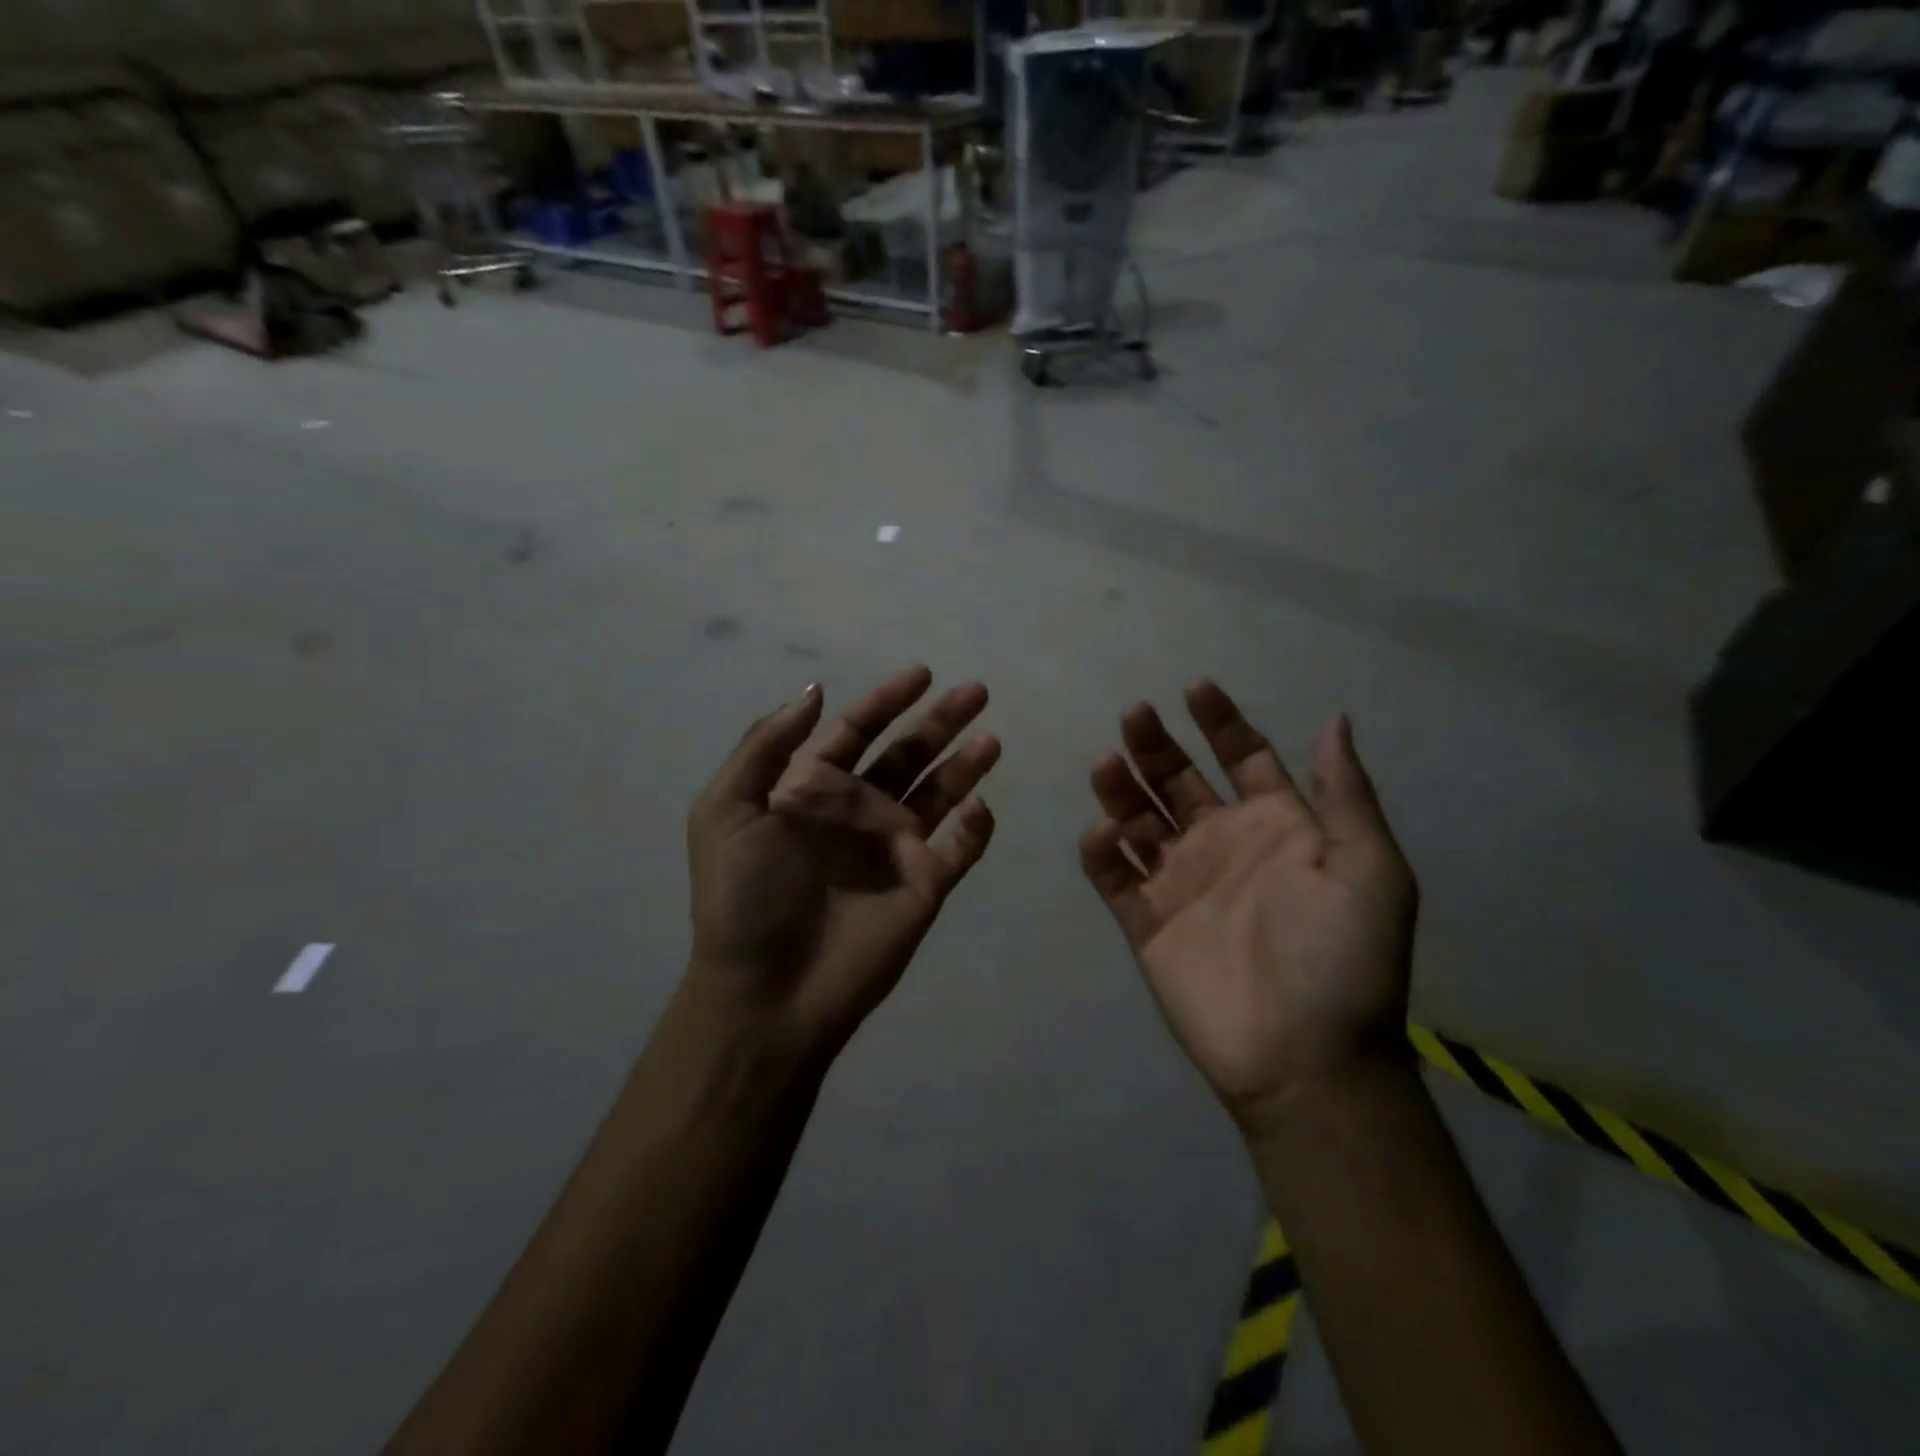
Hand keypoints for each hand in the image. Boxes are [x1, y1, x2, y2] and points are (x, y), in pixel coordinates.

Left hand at [685, 667, 999, 1062]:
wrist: (765, 991)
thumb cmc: (743, 898)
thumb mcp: (727, 810)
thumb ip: (766, 745)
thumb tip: (815, 690)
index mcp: (813, 790)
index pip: (857, 732)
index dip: (887, 700)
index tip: (922, 673)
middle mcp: (859, 812)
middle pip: (907, 754)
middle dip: (940, 721)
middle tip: (977, 690)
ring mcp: (895, 849)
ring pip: (940, 794)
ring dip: (966, 765)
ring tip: (991, 741)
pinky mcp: (924, 887)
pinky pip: (960, 850)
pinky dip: (975, 829)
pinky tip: (980, 806)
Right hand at [1078, 681, 1417, 1135]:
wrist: (1305, 1060)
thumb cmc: (1342, 961)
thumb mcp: (1369, 871)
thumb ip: (1346, 795)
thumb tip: (1335, 719)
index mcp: (1277, 827)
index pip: (1243, 758)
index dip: (1221, 721)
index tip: (1194, 688)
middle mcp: (1223, 844)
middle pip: (1178, 779)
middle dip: (1157, 744)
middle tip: (1135, 715)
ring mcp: (1179, 881)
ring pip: (1138, 818)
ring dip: (1120, 788)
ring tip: (1108, 764)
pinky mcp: (1144, 920)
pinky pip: (1112, 875)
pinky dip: (1102, 851)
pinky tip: (1104, 836)